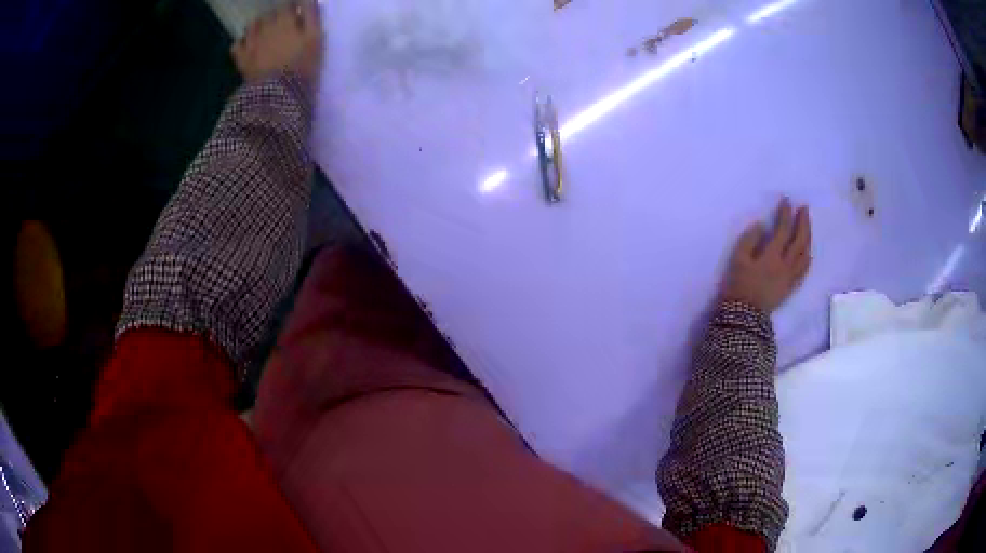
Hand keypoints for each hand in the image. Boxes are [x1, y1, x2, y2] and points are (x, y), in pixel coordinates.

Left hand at [231, 0, 323, 86]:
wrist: (279, 94)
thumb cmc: (302, 65)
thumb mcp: (315, 37)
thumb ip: (311, 15)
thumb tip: (306, 0)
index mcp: (285, 20)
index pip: (290, 5)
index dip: (295, 8)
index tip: (299, 14)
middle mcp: (266, 27)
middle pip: (270, 14)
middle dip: (277, 17)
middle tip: (284, 26)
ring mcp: (251, 43)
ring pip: (252, 25)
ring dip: (259, 26)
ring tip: (265, 33)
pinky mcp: (242, 60)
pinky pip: (237, 45)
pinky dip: (241, 43)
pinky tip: (247, 46)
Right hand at [721, 198, 811, 313]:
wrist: (744, 316)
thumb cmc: (738, 286)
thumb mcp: (738, 259)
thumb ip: (749, 240)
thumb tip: (761, 225)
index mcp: (772, 256)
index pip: (782, 230)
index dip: (785, 214)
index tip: (786, 201)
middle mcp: (785, 264)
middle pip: (799, 240)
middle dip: (803, 222)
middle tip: (804, 208)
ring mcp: (790, 277)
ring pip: (804, 254)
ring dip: (807, 237)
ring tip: (807, 226)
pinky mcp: (791, 287)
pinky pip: (804, 271)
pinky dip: (807, 258)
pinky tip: (808, 252)